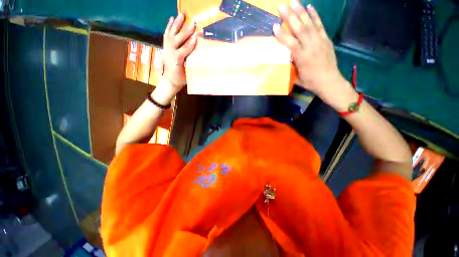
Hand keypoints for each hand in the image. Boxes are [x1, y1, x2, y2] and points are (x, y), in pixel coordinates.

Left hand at [162, 13, 196, 92]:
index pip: (183, 51)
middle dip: (185, 32)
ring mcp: (166, 49)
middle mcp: (170, 53)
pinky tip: (171, 19)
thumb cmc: (181, 79)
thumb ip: (192, 67)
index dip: (189, 45)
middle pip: (177, 40)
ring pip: (171, 35)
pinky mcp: (165, 47)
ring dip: (176, 25)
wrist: (170, 80)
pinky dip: (169, 26)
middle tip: (193, 24)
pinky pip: (166, 35)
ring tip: (182, 15)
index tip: (196, 37)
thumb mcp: (187, 76)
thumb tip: (200, 60)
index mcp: (177, 61)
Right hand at [273, 1, 345, 97]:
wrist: (329, 81)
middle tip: (282, 6)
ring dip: (301, 11)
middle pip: (300, 29)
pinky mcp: (326, 39)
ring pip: (309, 24)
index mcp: (302, 58)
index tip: (274, 26)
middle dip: (290, 16)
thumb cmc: (310, 82)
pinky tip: (310, 7)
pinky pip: (320, 25)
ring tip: (294, 1)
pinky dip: (315, 15)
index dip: (282, 35)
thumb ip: (291, 65)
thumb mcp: (296, 77)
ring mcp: (320, 41)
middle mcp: (311, 47)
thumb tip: (286, 56)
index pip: (290, 44)